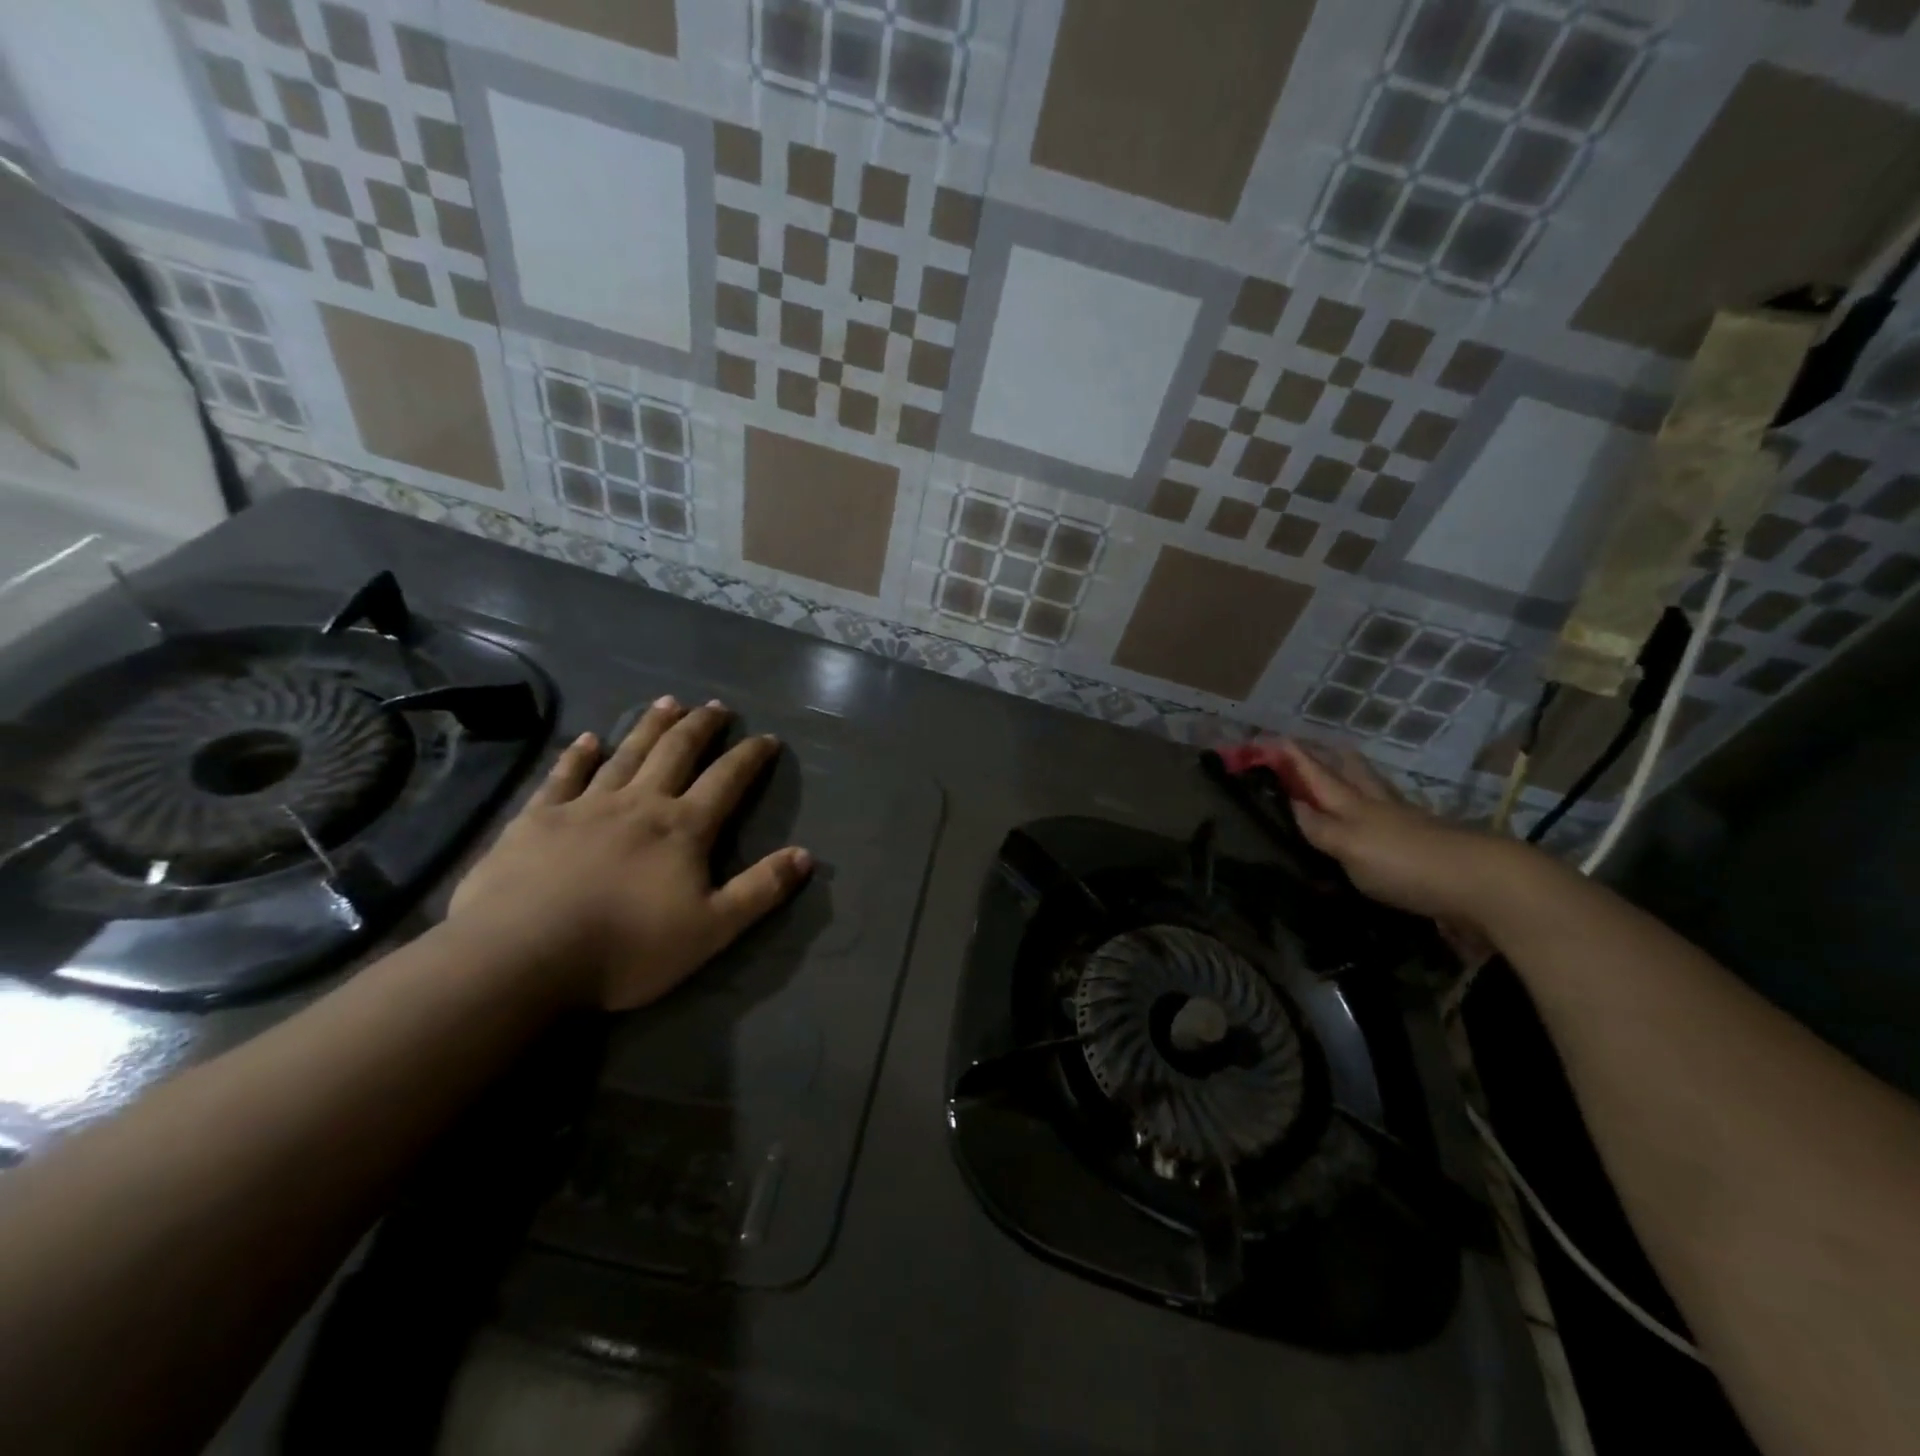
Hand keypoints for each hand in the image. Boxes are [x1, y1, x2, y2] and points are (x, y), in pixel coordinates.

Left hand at [448, 698, 812, 1010]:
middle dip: (701, 727)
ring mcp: (585, 806)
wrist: (522, 956)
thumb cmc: (626, 948)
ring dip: (651, 727)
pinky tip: (589, 738)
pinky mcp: (538, 818)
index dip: (750, 757)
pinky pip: (564, 775)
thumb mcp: (712, 929)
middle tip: (717, 706)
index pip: (727, 780)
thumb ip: (761, 890)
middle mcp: (639, 803)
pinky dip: (580, 754)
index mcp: (683, 828)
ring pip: (627, 754)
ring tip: (669, 702)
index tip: (767, 738)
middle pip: (676, 753)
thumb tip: (805, 855)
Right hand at [1273, 738, 1528, 946]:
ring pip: (1378, 795)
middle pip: (1355, 775)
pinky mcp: (1431, 849)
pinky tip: (1381, 822)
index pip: (1318, 776)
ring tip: (1348, 775)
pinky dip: (1381, 813)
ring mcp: (1411, 826)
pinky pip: (1396, 821)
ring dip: (1360, 782)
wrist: (1487, 887)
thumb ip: (1321, 828)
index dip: (1295, 758)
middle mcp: (1382, 809)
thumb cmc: (1408, 863)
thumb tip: (1291, 803)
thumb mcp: (1351, 847)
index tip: (1273, 737)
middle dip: (1334, 759)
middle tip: (1321, 745)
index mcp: (1356, 805)